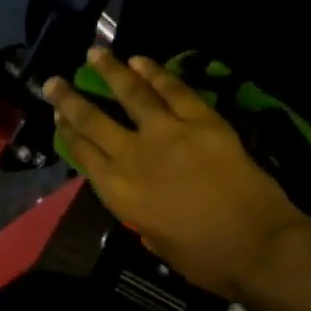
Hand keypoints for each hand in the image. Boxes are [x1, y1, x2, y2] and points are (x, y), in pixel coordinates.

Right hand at [43, 48, 310, 300]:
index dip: (67, 133)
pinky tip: (141, 61)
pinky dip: (156, 73)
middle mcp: (133, 156)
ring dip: (110, 70)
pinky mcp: (202, 120)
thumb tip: (143, 201)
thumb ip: (142, 216)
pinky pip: (173, 90)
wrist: (256, 244)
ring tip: (95, 52)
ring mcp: (167, 133)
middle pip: (93, 121)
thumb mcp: (158, 243)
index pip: (83, 154)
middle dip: (69, 99)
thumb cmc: (206, 258)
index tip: (57, 117)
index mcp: (119, 193)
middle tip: (54, 81)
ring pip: (130, 93)